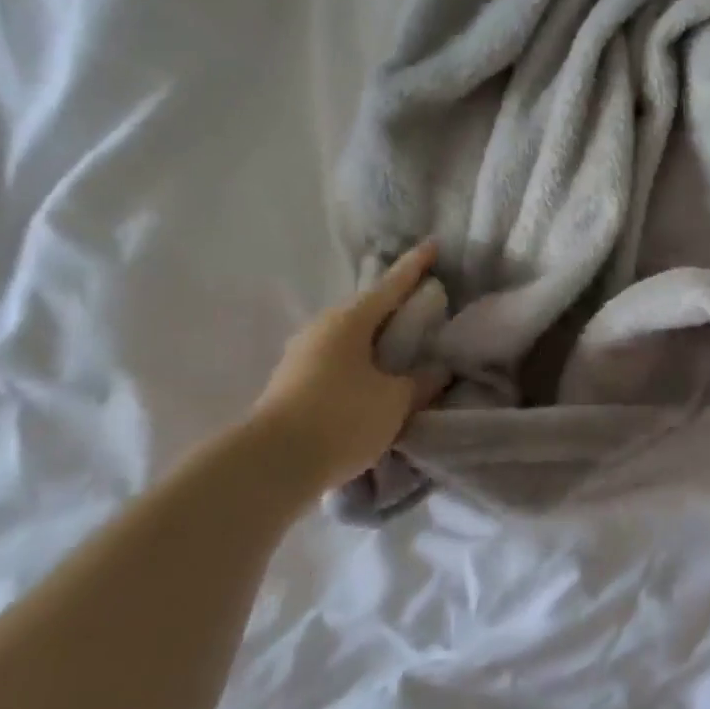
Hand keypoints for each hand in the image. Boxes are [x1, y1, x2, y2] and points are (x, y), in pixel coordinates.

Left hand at [251, 242, 450, 490]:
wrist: (271, 464)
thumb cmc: (342, 419)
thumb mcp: (394, 402)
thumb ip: (420, 383)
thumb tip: (437, 370)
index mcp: (350, 321)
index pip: (391, 286)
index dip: (415, 267)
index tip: (432, 244)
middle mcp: (322, 328)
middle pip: (368, 310)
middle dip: (395, 307)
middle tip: (423, 307)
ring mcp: (302, 355)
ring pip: (350, 337)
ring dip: (376, 340)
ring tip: (401, 350)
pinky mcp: (292, 382)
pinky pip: (337, 361)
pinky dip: (360, 363)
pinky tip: (372, 381)